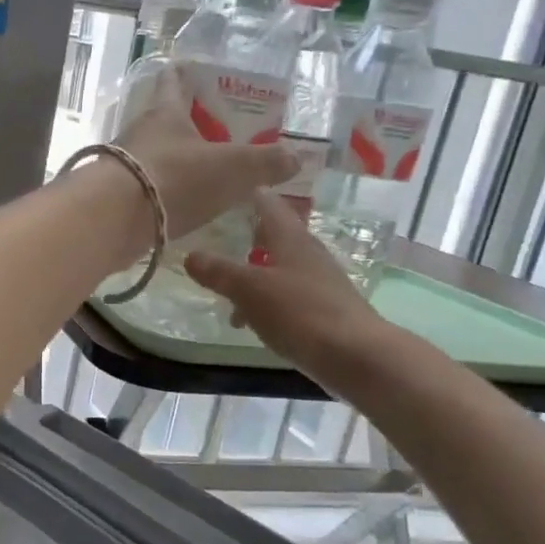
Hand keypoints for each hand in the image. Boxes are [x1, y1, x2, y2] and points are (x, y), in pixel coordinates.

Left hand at [116, 66, 298, 239]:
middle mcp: (141, 132)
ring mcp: (124, 164)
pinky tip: (183, 204)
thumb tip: (295, 156)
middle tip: (219, 131)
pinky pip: (148, 186)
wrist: (113, 219)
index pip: (175, 80)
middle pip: (166, 120)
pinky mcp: (116, 196)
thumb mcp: (232, 168)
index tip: (197, 69)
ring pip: (157, 154)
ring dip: (178, 160)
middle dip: (190, 123)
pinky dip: (166, 191)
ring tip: (206, 171)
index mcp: (166, 111)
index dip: (188, 73)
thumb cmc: (175, 177)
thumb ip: (265, 162)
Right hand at [185, 191, 389, 371]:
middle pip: (277, 236)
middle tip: (222, 237)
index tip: (232, 187)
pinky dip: (267, 300)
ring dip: (255, 274)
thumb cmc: (299, 312)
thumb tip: (189, 255)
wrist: (354, 356)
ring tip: (227, 291)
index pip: (270, 206)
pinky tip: (252, 319)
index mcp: (291, 239)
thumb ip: (218, 272)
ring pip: (280, 268)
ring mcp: (319, 283)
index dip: (252, 195)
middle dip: (250, 237)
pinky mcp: (324, 310)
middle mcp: (308, 254)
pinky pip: (288, 295)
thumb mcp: (249, 289)